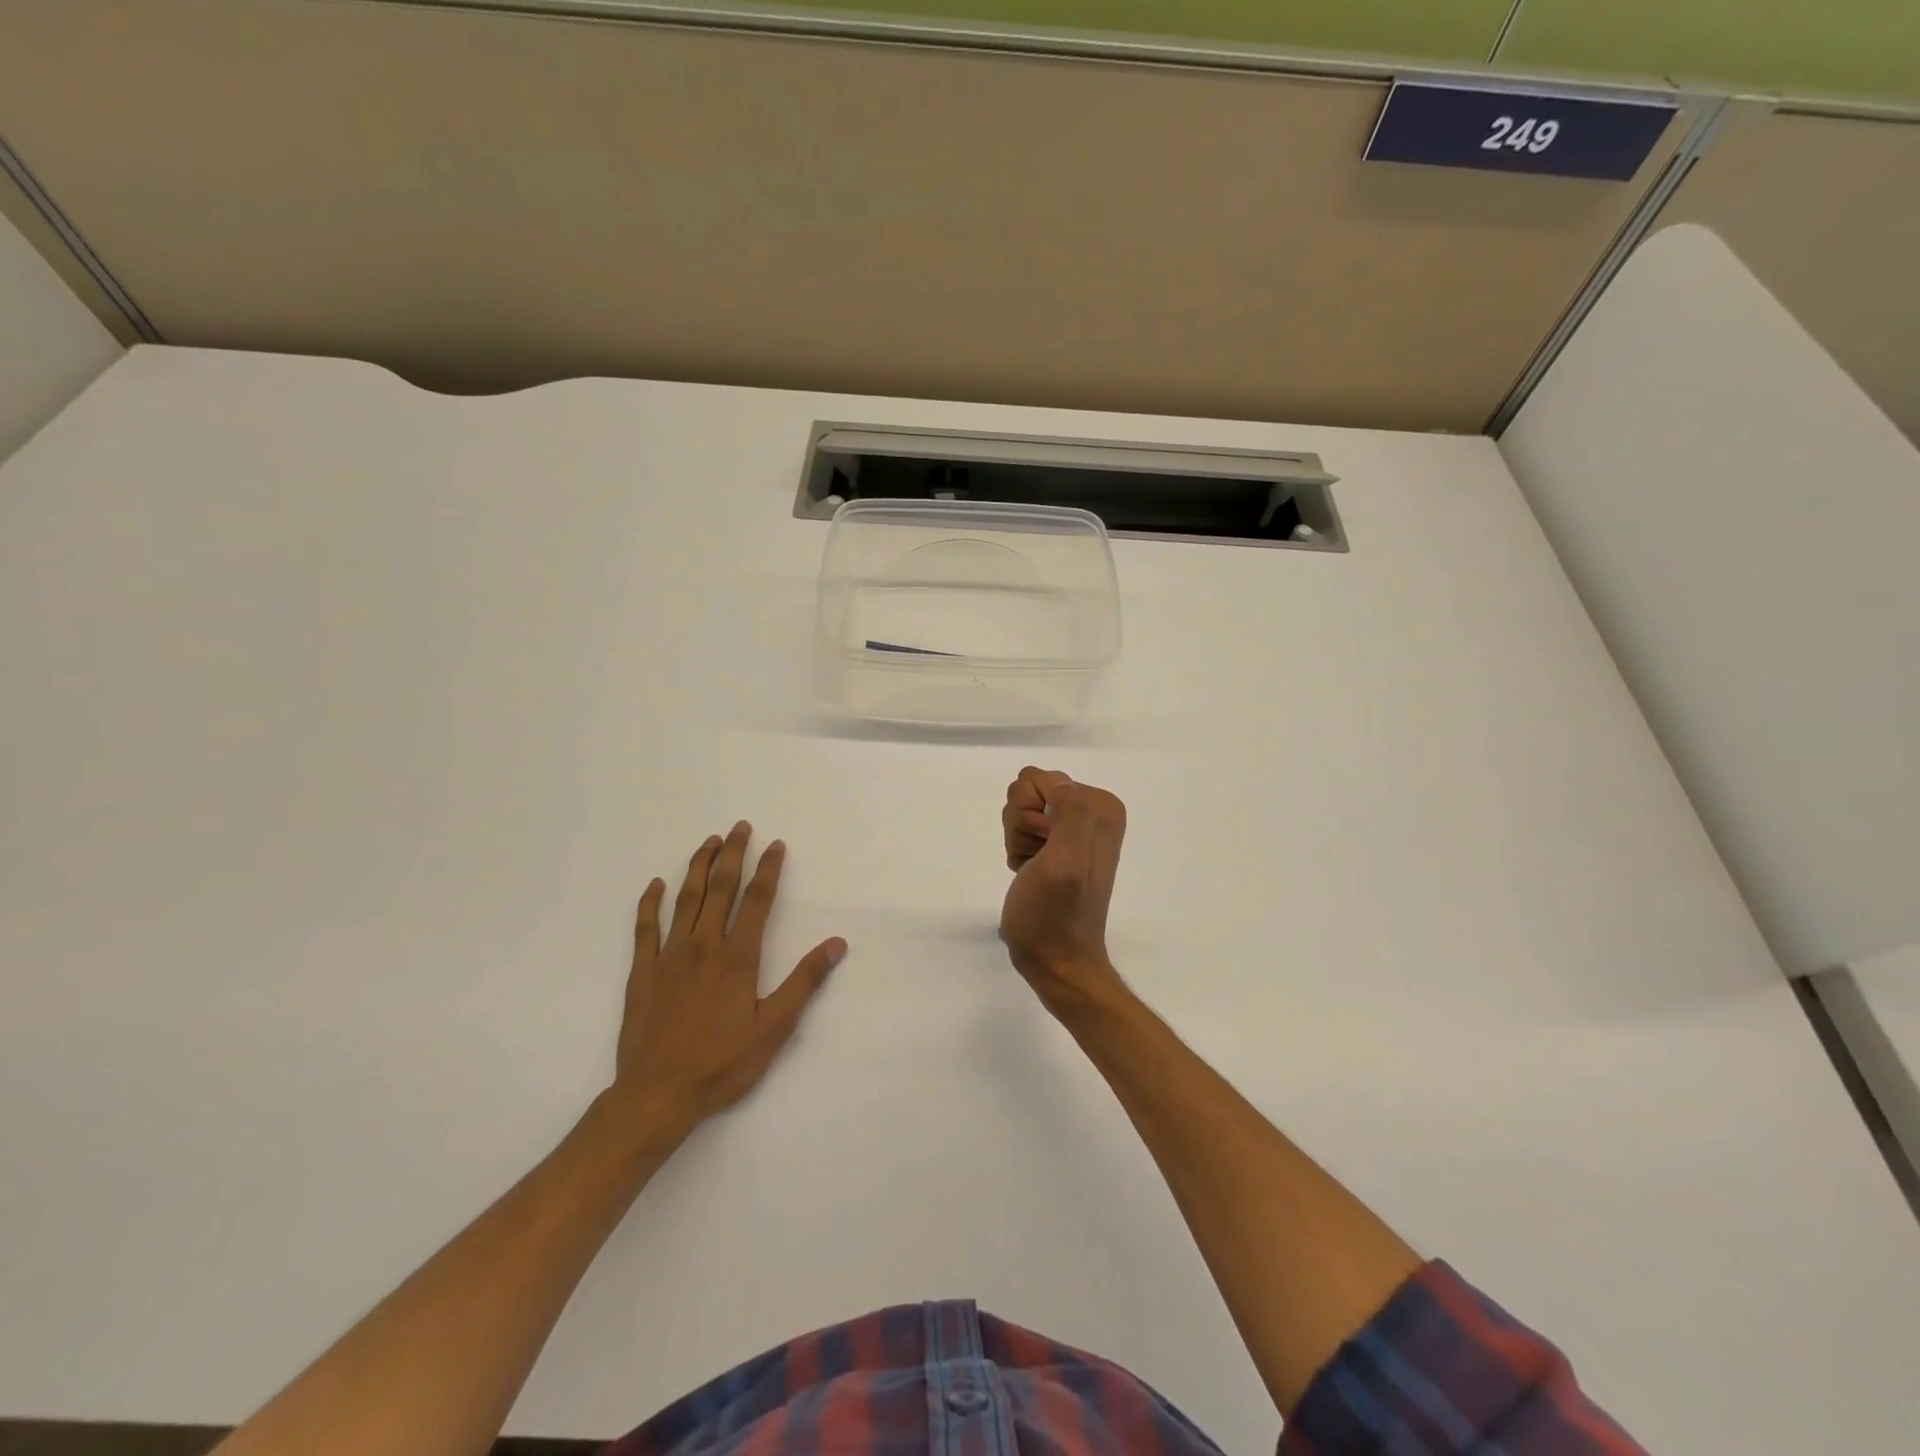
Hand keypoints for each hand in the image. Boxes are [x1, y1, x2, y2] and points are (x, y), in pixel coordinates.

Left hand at [612, 821, 845, 1141]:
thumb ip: (804, 982)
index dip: (768, 869)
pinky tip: (656, 884)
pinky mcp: (642, 971)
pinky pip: (645, 927)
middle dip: (733, 854)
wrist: (657, 1093)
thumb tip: (836, 944)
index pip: (756, 900)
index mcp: (738, 956)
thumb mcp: (774, 1028)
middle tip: (740, 827)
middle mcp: (704, 945)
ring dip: (699, 867)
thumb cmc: (722, 1063)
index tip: (775, 844)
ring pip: (686, 899)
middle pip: (721, 888)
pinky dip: (650, 902)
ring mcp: (669, 955)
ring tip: (709, 842)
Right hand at [1000, 767, 1126, 1006]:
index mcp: (1102, 806)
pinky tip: (1030, 873)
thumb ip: (1071, 813)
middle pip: (1027, 790)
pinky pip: (1020, 829)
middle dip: (1023, 826)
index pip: (1039, 778)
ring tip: (1035, 870)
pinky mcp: (1056, 845)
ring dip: (1019, 840)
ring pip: (1020, 810)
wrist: (1054, 959)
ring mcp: (1072, 828)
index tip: (1044, 848)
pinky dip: (1019, 852)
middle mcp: (1091, 811)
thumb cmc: (1055, 914)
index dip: (1030, 815)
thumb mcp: (1066, 862)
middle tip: (1039, 860)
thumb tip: (1058, 784)